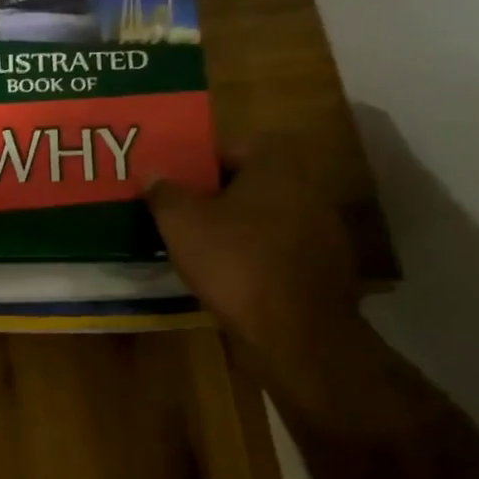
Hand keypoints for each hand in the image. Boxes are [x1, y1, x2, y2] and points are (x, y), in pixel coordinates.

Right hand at [146, 142, 363, 384]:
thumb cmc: (235, 262)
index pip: (230, 148)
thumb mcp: (182, 224)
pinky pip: (281, 249)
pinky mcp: (327, 265)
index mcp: (276, 164)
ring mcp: (324, 227)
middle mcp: (307, 186)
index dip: (198, 165)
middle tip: (183, 215)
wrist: (297, 331)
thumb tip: (152, 172)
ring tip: (203, 248)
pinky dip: (258, 256)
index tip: (174, 186)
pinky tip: (234, 277)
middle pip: (250, 182)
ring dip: (238, 228)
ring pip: (267, 217)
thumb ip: (164, 192)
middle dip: (217, 197)